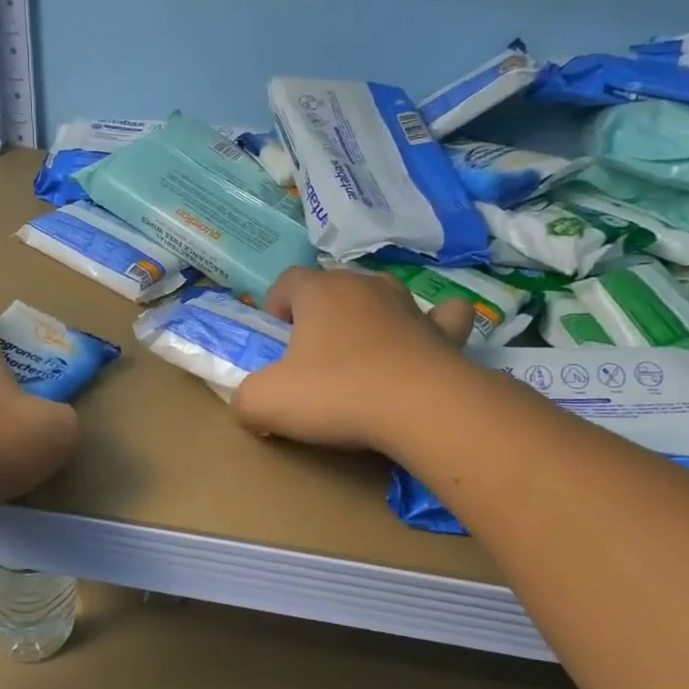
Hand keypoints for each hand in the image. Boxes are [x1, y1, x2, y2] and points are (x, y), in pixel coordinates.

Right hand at [234, 267, 471, 451]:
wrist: (420, 408)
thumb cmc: (336, 394)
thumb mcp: (266, 401)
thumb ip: (245, 399)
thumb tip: (248, 406)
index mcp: (318, 292)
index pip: (288, 280)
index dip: (277, 303)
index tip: (275, 335)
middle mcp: (363, 286)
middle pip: (334, 284)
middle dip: (319, 310)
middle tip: (311, 351)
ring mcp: (408, 305)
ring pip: (382, 294)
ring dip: (369, 313)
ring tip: (361, 346)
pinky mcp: (443, 332)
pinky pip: (442, 316)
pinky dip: (436, 322)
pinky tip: (430, 336)